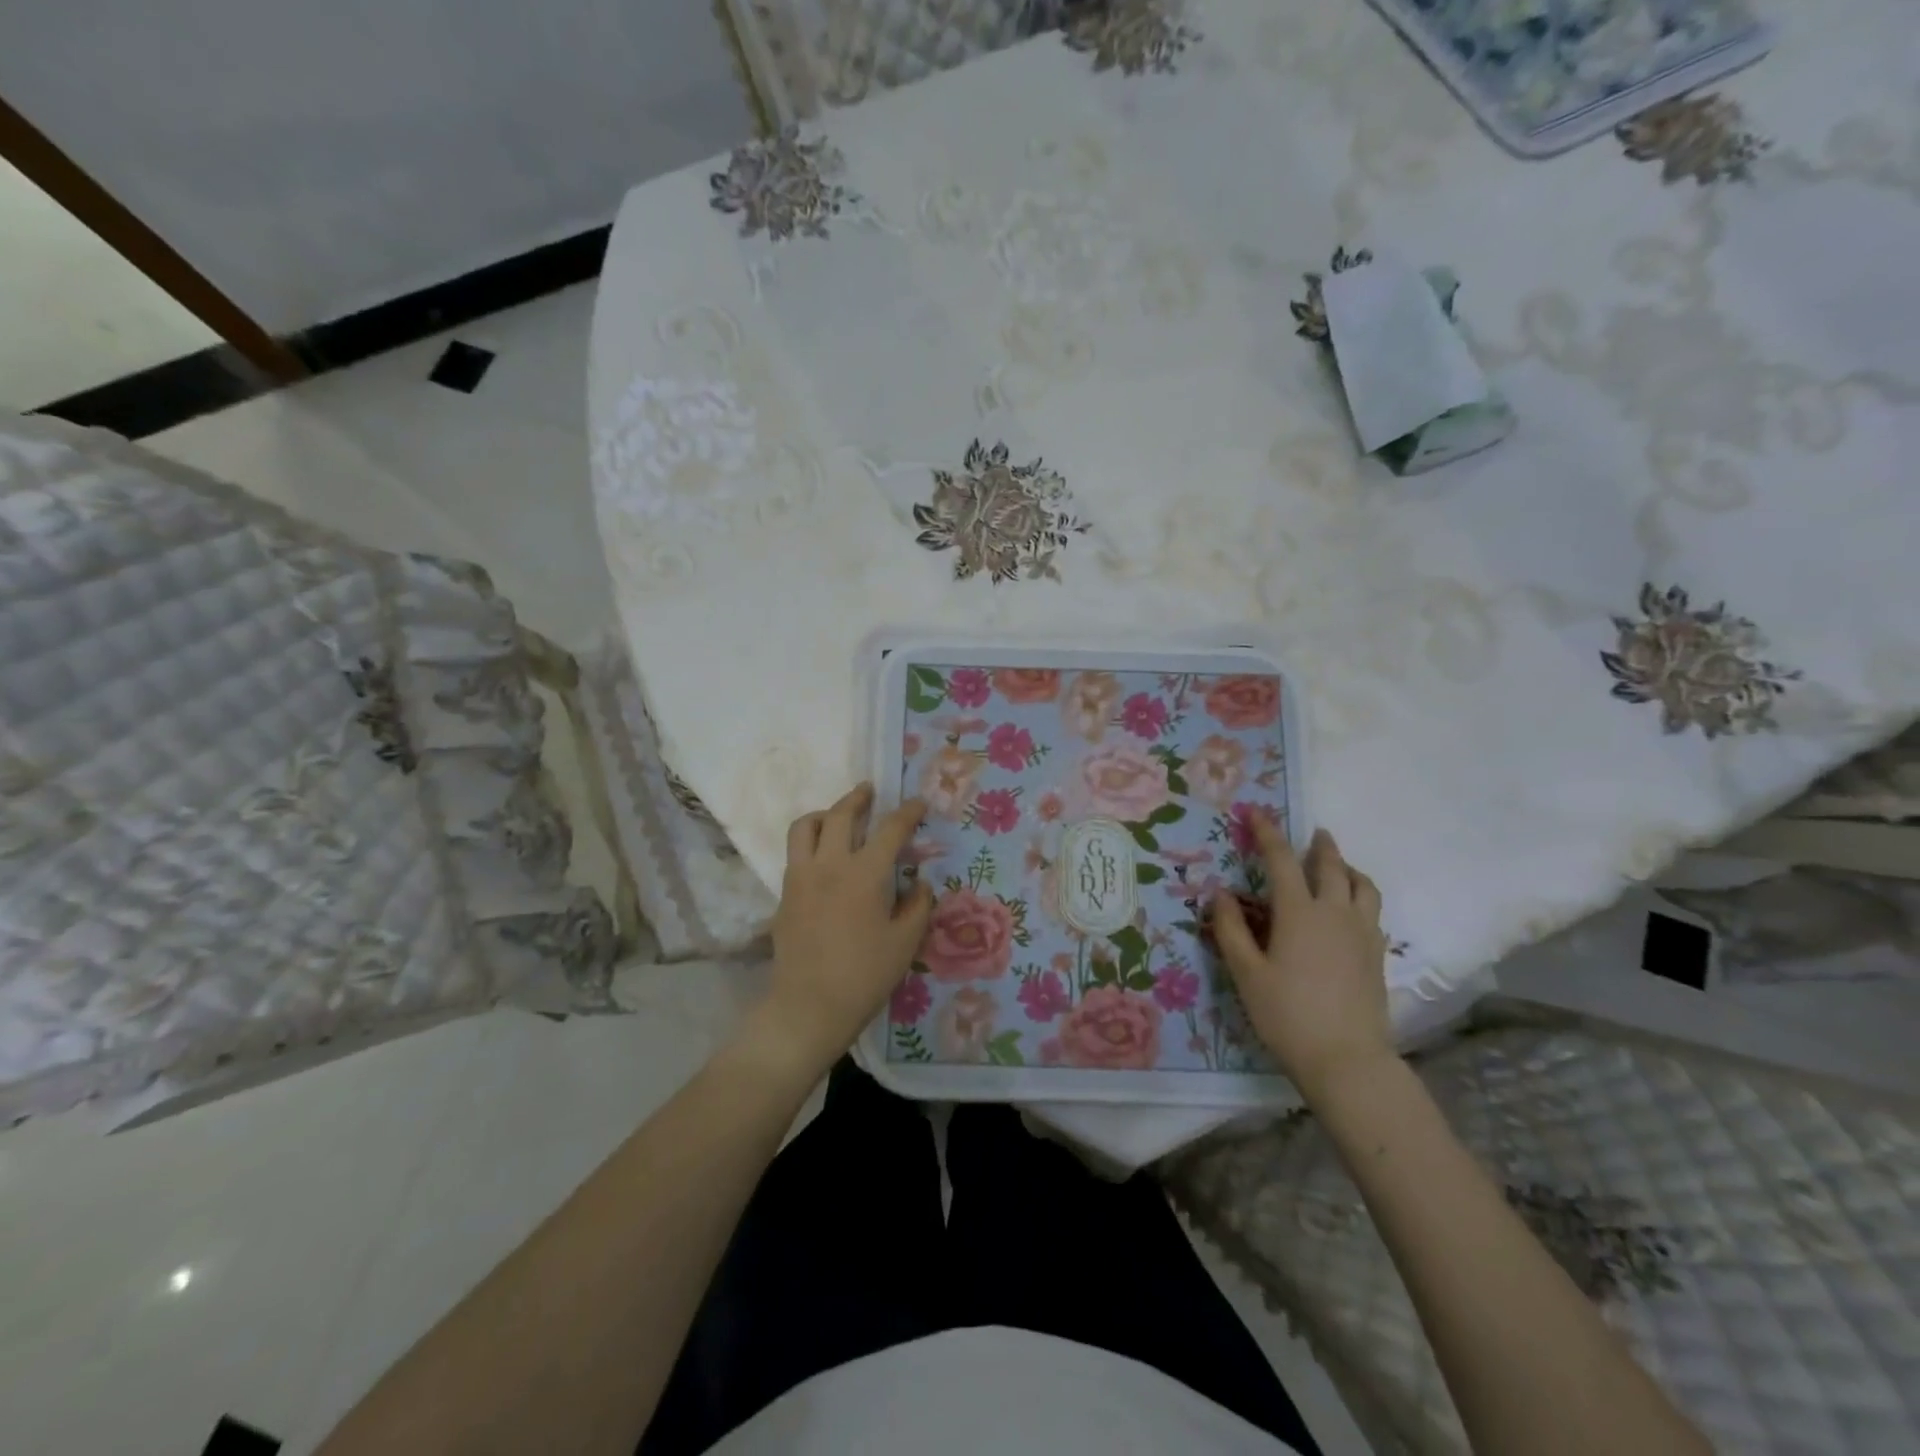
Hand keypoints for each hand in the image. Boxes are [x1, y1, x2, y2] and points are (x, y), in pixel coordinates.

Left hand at [748, 783, 933, 1076]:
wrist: (808, 1006)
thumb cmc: (864, 976)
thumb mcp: (905, 943)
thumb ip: (918, 905)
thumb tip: (920, 882)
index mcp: (864, 874)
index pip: (890, 830)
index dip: (907, 812)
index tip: (918, 804)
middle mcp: (829, 865)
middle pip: (840, 814)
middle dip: (857, 798)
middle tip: (869, 791)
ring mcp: (801, 877)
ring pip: (805, 826)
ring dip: (825, 813)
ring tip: (838, 817)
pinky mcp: (785, 894)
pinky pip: (795, 853)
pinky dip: (810, 841)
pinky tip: (824, 857)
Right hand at [1211, 815, 1392, 1101]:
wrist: (1346, 1060)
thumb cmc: (1287, 1014)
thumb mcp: (1246, 973)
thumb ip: (1231, 929)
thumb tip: (1221, 893)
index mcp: (1299, 912)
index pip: (1282, 860)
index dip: (1267, 833)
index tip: (1256, 814)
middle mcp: (1335, 914)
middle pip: (1331, 867)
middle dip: (1320, 846)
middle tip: (1314, 833)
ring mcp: (1362, 935)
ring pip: (1363, 887)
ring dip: (1349, 869)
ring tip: (1340, 866)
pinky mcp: (1377, 956)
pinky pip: (1373, 913)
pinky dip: (1361, 898)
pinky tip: (1352, 911)